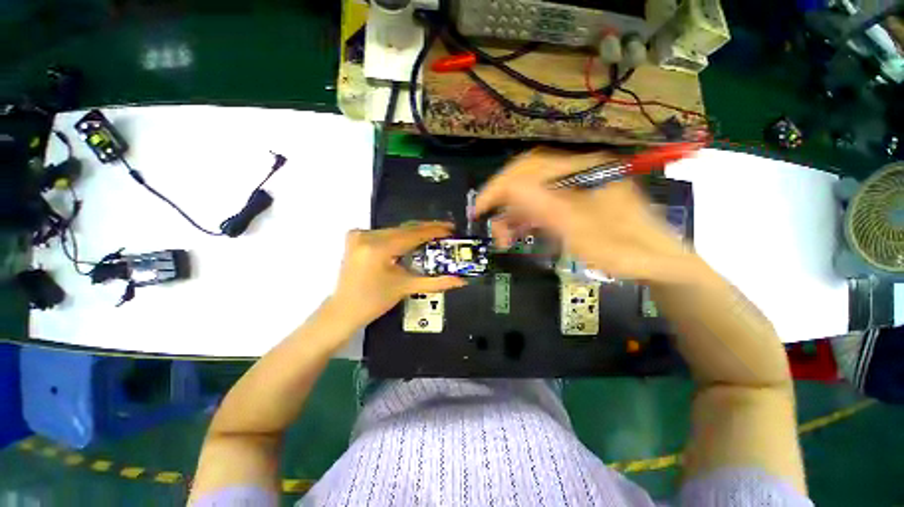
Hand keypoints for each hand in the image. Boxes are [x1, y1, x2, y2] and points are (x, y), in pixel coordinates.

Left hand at [331, 222, 466, 326]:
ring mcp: (359, 234)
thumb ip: (436, 282)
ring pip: (395, 229)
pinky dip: (400, 235)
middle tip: (446, 231)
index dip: (434, 230)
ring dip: (414, 232)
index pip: (413, 234)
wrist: (344, 310)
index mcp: (378, 247)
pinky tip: (413, 240)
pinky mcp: (356, 237)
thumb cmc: (374, 301)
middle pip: (404, 229)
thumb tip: (461, 281)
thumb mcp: (406, 288)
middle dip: (426, 230)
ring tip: (433, 235)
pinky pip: (385, 232)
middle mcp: (367, 235)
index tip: (451, 228)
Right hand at [475, 147, 703, 284]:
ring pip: (532, 193)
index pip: (528, 169)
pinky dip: (526, 218)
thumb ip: (546, 209)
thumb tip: (510, 190)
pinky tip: (520, 232)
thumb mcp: (582, 232)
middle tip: (491, 225)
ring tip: (504, 237)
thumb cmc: (623, 249)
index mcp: (582, 170)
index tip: (479, 209)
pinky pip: (542, 204)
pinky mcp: (574, 202)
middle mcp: (577, 172)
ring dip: (514, 214)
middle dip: (504, 202)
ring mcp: (576, 187)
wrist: (657, 263)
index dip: (499, 187)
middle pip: (528, 178)